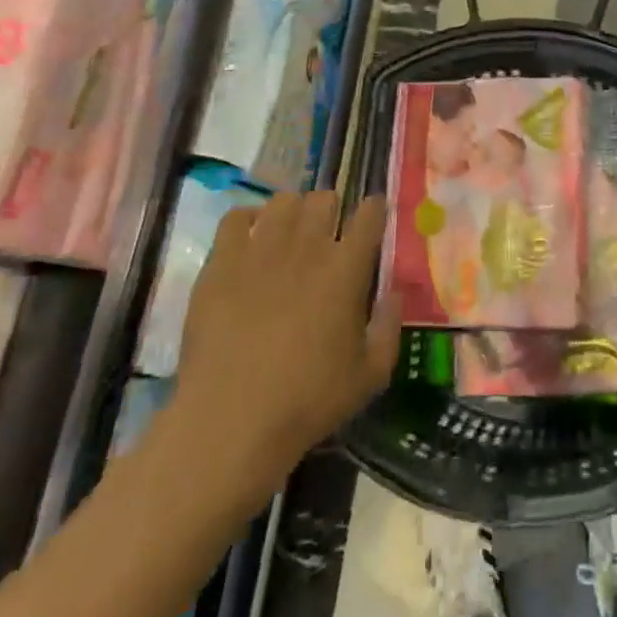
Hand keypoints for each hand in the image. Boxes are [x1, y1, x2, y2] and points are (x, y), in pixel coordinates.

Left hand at [172, 192, 399, 483]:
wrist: (231, 418)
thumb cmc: (308, 400)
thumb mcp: (370, 375)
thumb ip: (389, 327)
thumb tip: (395, 292)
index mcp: (347, 269)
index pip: (369, 215)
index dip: (374, 210)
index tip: (373, 216)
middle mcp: (307, 246)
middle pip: (324, 198)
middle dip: (332, 209)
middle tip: (328, 232)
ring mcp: (260, 249)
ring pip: (283, 201)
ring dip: (293, 211)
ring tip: (290, 232)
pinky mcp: (221, 262)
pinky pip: (236, 217)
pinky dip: (249, 219)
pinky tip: (251, 238)